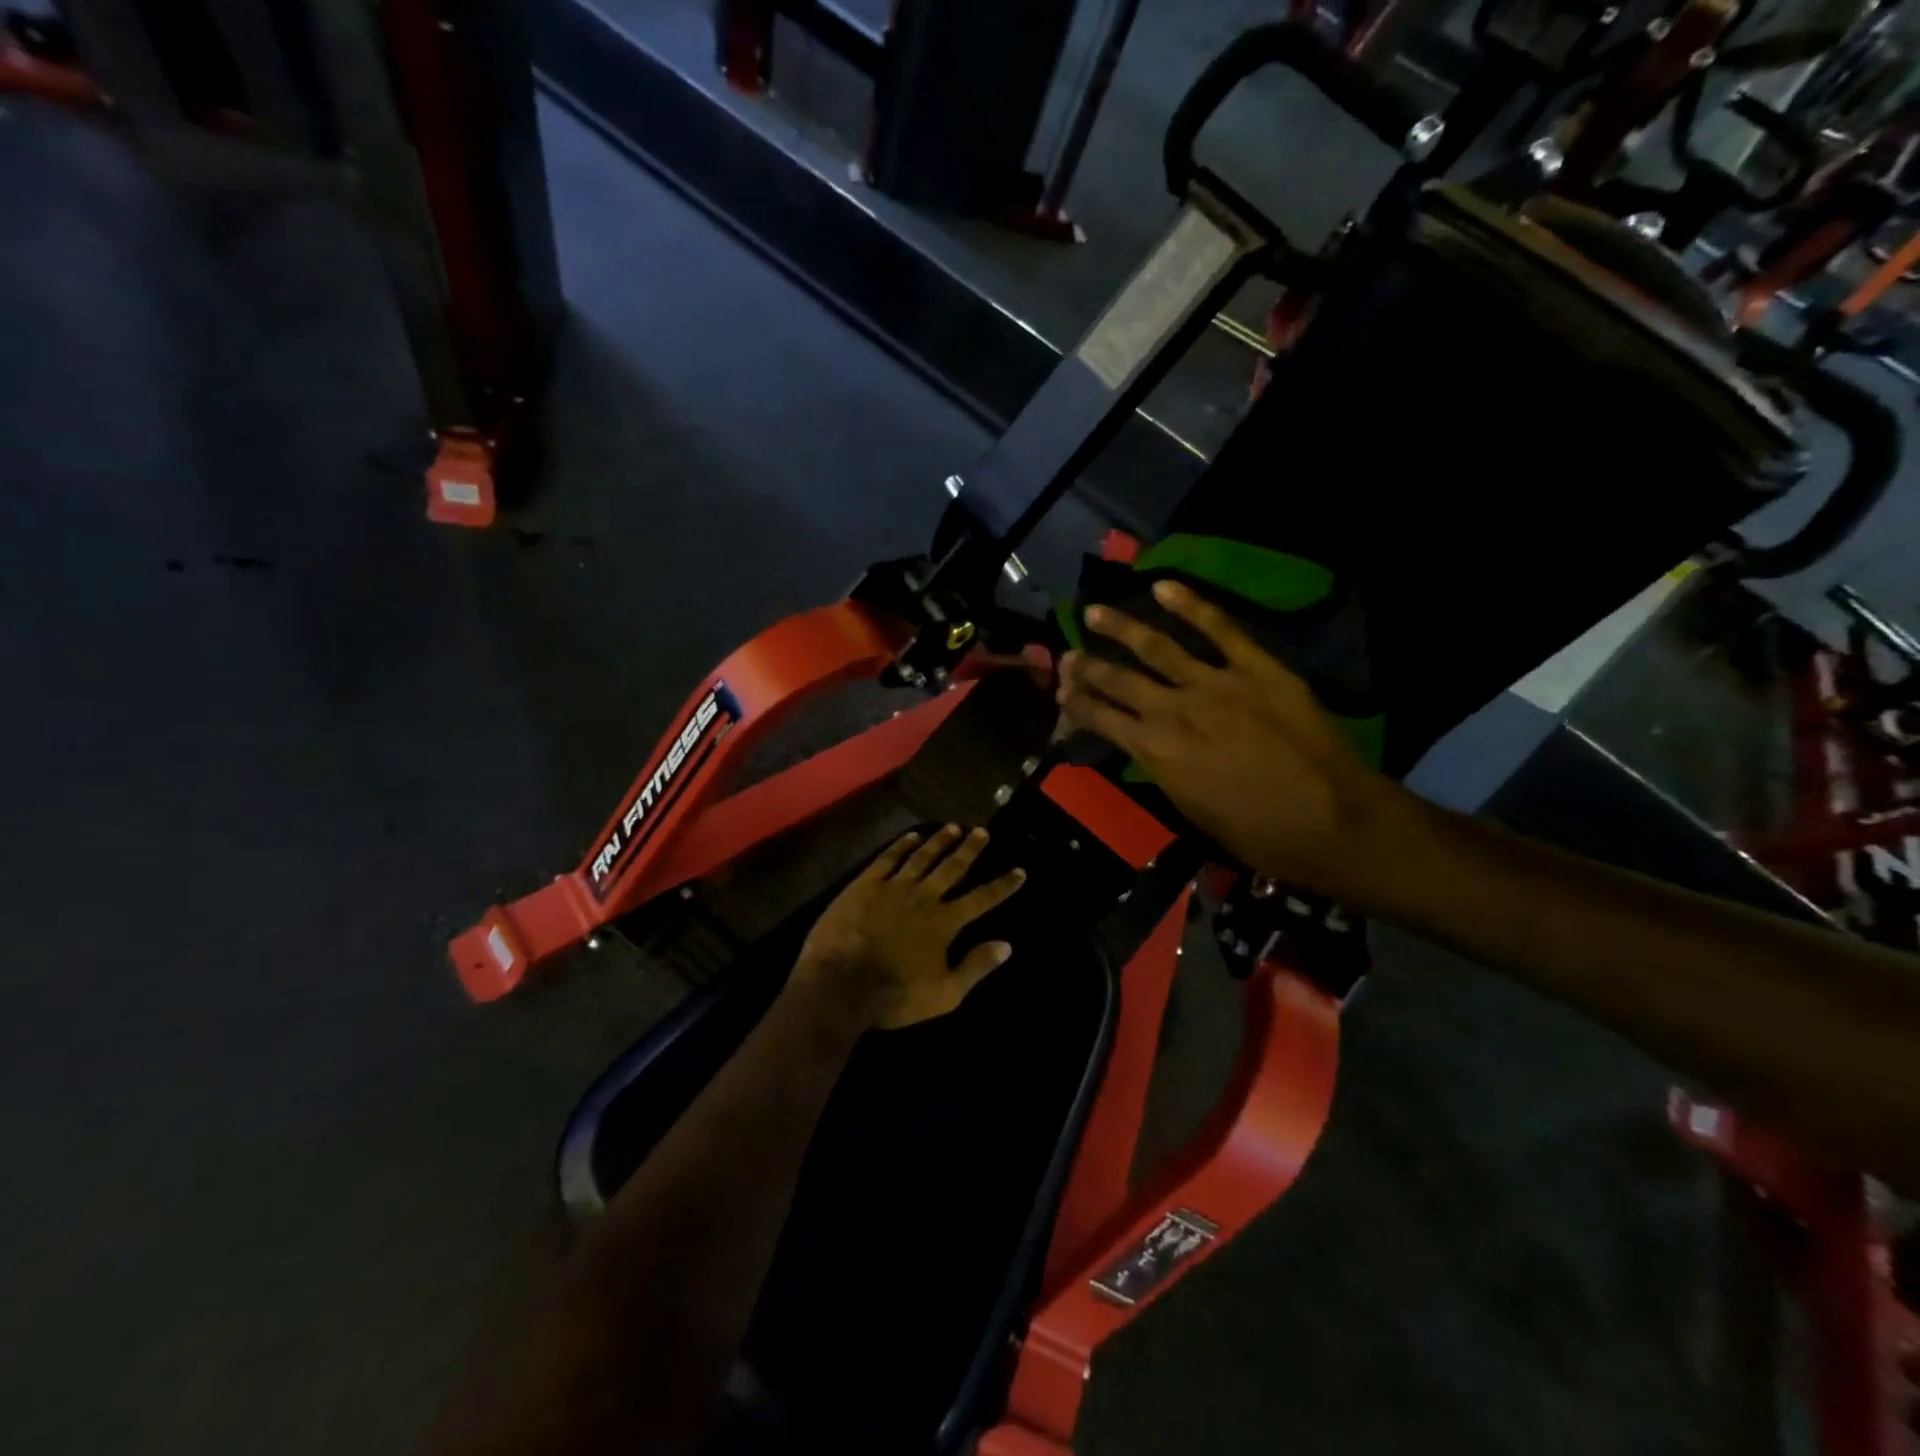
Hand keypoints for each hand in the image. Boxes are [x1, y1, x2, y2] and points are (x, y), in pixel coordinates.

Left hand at [791, 826, 1026, 1029]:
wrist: (839, 984)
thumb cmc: (894, 996)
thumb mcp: (944, 994)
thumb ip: (976, 967)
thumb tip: (1007, 945)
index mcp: (945, 922)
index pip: (982, 899)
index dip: (1003, 885)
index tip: (1020, 870)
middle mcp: (924, 897)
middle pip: (952, 868)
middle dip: (970, 849)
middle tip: (982, 831)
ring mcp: (893, 887)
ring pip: (922, 857)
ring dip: (939, 841)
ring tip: (953, 827)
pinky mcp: (864, 885)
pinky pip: (887, 858)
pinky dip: (901, 845)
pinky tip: (911, 836)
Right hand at [1057, 579, 1407, 901]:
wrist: (1331, 821)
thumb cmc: (1259, 834)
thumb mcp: (1194, 811)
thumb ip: (1167, 772)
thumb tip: (1152, 750)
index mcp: (1156, 753)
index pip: (1103, 719)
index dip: (1078, 704)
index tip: (1060, 692)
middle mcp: (1173, 711)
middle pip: (1119, 680)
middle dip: (1087, 667)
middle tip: (1067, 654)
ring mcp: (1214, 683)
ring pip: (1156, 647)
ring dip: (1121, 628)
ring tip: (1095, 612)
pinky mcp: (1255, 668)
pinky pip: (1219, 628)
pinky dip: (1190, 605)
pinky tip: (1164, 586)